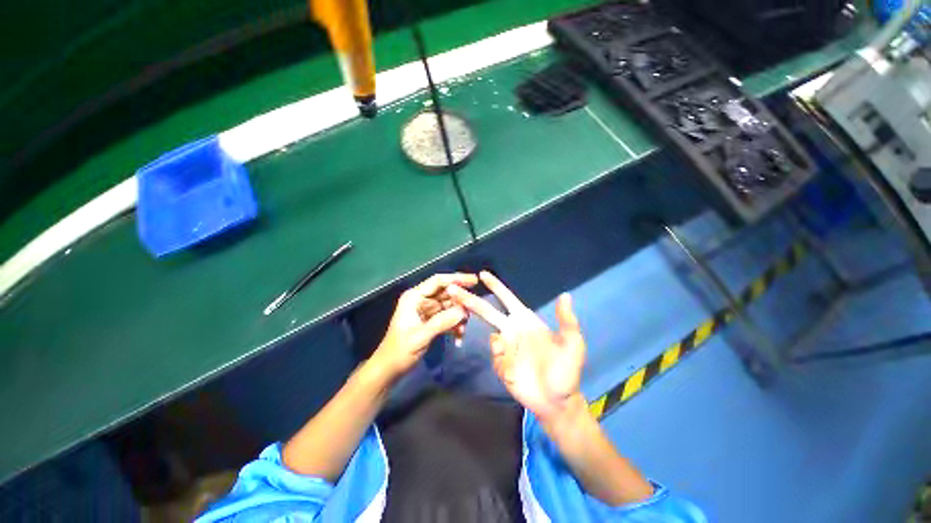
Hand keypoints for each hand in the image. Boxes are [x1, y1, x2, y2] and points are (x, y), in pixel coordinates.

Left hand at [371, 273, 477, 380]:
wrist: (389, 369)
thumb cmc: (399, 351)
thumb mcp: (420, 337)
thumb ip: (442, 322)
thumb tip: (464, 310)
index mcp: (414, 297)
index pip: (438, 281)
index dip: (456, 278)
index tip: (475, 280)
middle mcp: (421, 300)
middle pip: (446, 293)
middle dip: (460, 301)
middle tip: (475, 309)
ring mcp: (427, 310)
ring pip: (449, 306)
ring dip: (459, 316)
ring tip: (464, 329)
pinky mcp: (431, 321)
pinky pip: (448, 317)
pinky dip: (455, 325)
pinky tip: (459, 337)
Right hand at [448, 271, 585, 421]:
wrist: (556, 402)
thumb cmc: (566, 370)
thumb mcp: (572, 344)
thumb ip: (567, 321)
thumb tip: (565, 295)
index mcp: (525, 320)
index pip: (507, 299)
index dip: (496, 286)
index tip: (482, 274)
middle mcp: (511, 329)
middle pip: (487, 311)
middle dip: (470, 299)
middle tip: (452, 289)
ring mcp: (504, 347)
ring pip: (490, 335)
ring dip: (497, 345)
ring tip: (515, 357)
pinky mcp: (499, 363)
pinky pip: (494, 356)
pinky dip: (502, 360)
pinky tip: (517, 372)